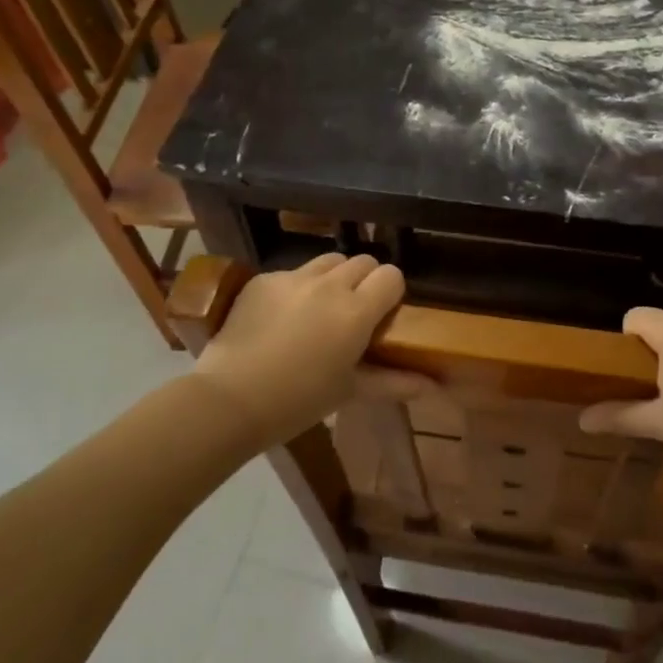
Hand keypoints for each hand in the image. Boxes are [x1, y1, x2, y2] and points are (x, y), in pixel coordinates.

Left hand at [193, 253, 405, 447]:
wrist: (229, 399)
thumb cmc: (298, 401)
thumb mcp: (349, 391)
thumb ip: (394, 382)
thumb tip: (433, 386)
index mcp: (356, 311)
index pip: (391, 275)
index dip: (391, 292)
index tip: (382, 315)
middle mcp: (330, 285)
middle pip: (363, 262)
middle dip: (365, 282)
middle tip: (353, 313)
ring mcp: (294, 277)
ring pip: (329, 261)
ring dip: (334, 278)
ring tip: (320, 309)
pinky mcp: (264, 279)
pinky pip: (293, 273)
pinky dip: (298, 288)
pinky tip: (282, 318)